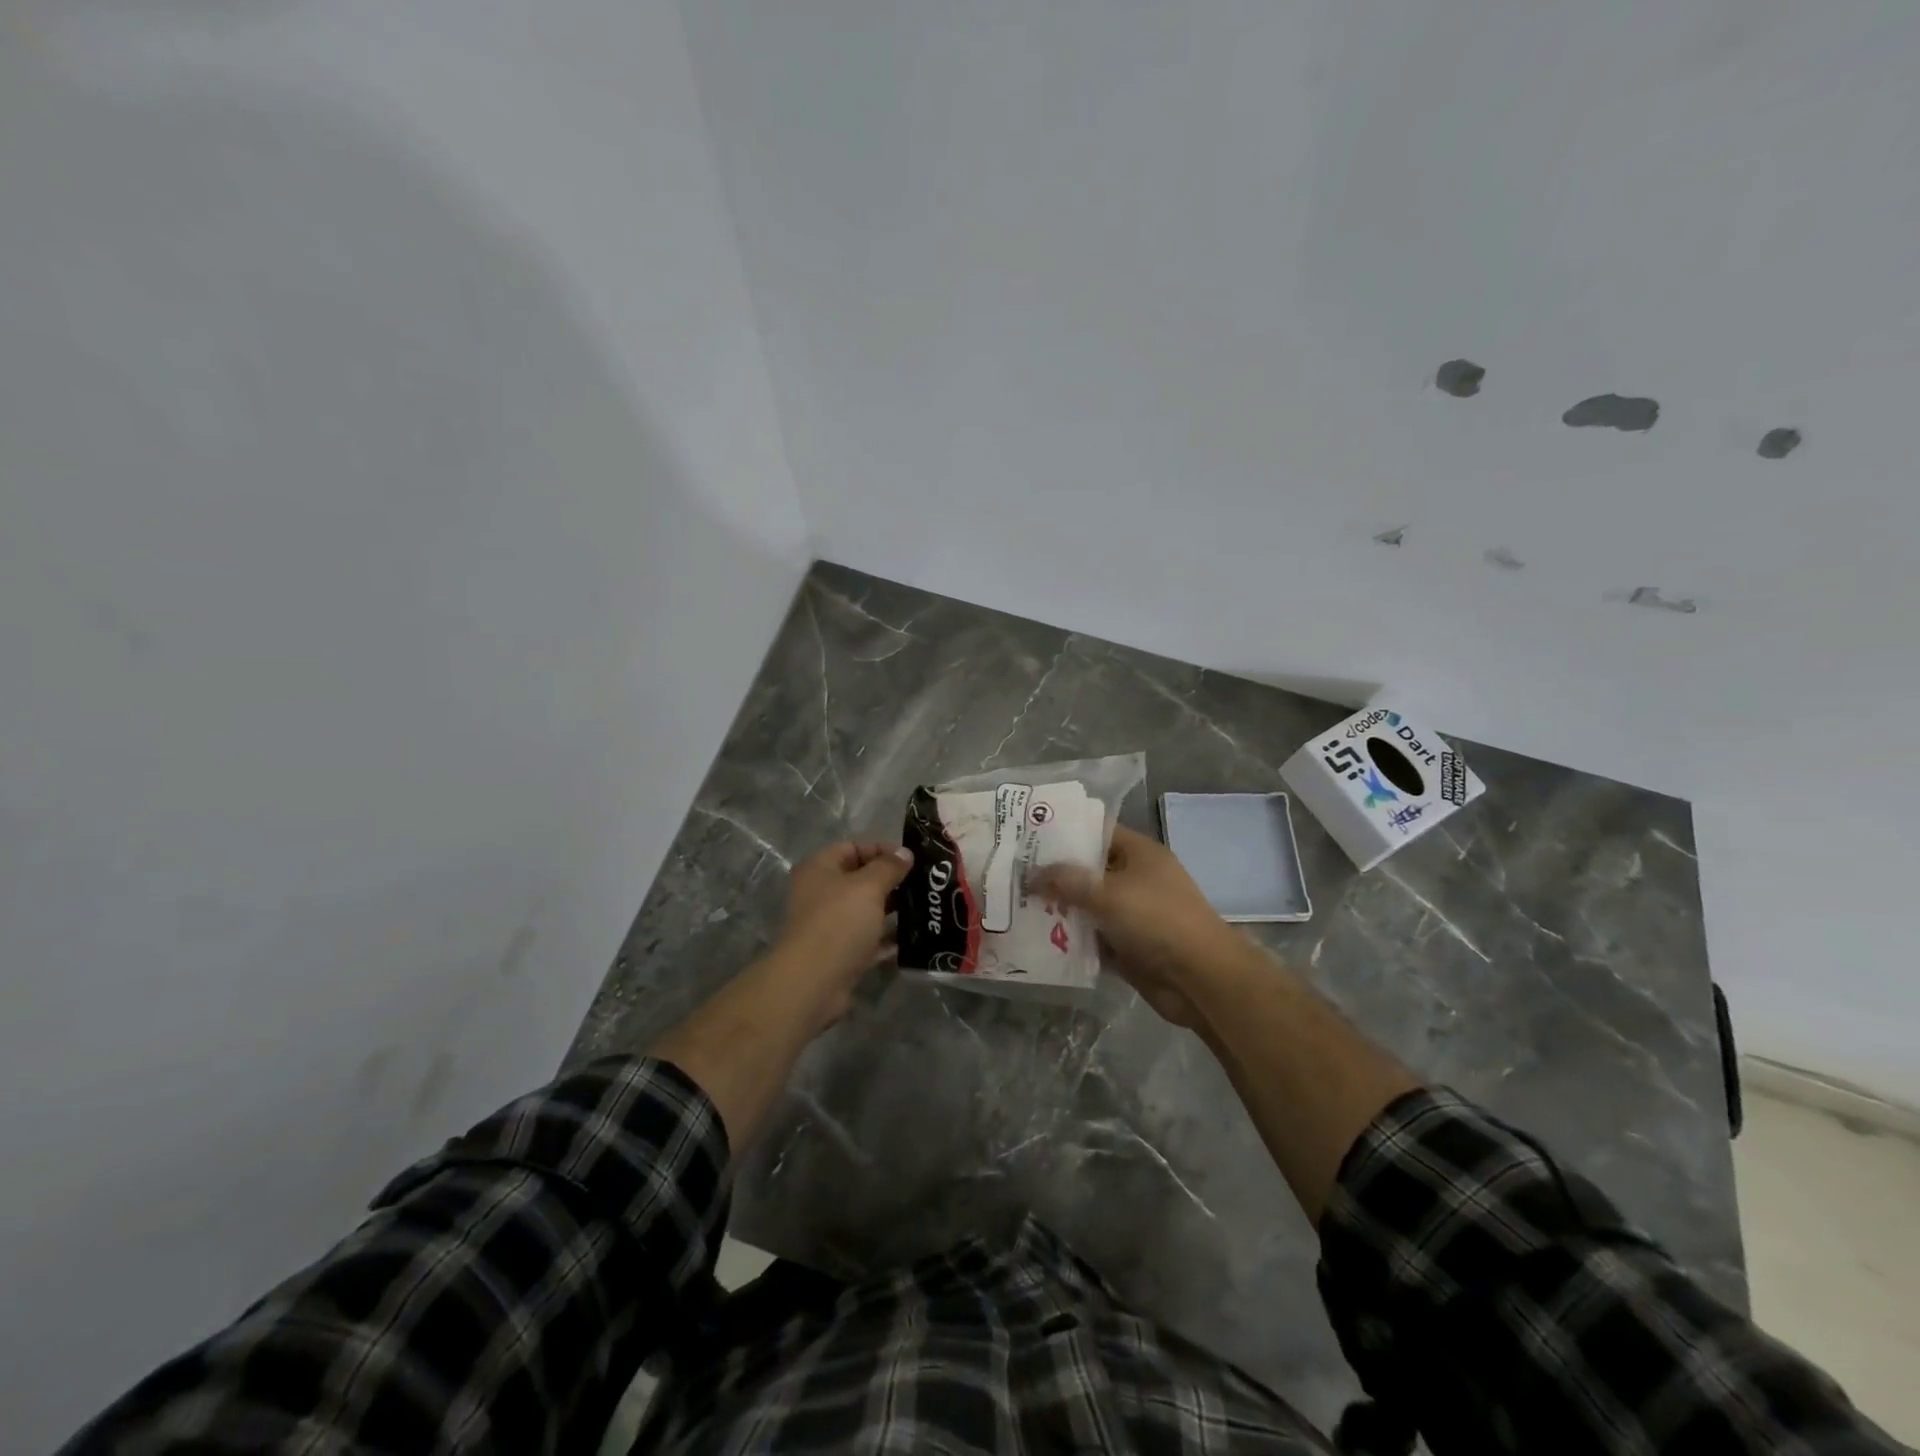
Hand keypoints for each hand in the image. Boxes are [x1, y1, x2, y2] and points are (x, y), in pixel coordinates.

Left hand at [773, 840, 913, 1002]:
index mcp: (820, 869)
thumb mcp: (868, 886)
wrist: (813, 982)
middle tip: (924, 884)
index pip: (853, 847)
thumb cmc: (839, 922)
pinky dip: (888, 938)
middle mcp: (821, 894)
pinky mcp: (841, 953)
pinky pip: (868, 939)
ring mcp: (830, 925)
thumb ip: (889, 867)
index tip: (911, 860)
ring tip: (925, 908)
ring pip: (866, 910)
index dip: (882, 849)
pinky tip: (914, 938)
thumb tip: (905, 852)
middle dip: (891, 880)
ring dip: (893, 910)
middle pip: (860, 879)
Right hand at [1031, 825, 1237, 1028]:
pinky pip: (1092, 937)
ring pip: (1088, 906)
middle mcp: (1135, 879)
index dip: (1064, 833)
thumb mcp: (1108, 893)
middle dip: (1054, 874)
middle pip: (1088, 871)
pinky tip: (1037, 938)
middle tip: (1013, 874)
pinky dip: (1071, 939)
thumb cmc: (1157, 920)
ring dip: (1059, 909)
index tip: (1028, 836)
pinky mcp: (1127, 946)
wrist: (1200, 978)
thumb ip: (1067, 881)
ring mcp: (1132, 914)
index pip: (1096, 833)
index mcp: (1139, 853)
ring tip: (1016, 906)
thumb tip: (1031, 874)